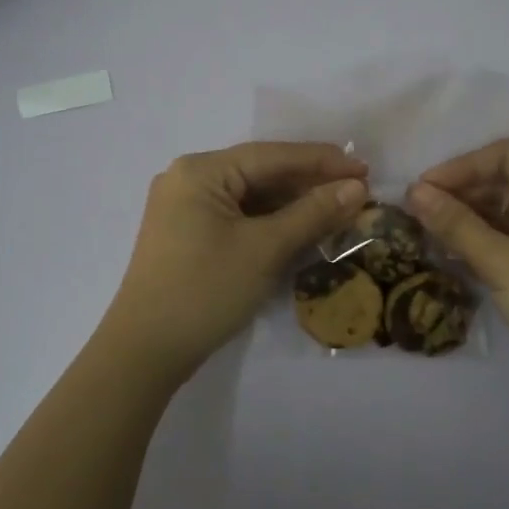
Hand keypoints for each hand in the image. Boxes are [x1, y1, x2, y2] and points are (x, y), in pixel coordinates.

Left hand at [101, 141, 367, 380]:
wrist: (145, 352)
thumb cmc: (205, 291)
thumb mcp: (265, 249)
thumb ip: (312, 213)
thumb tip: (357, 188)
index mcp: (200, 171)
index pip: (271, 156)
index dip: (321, 161)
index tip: (364, 168)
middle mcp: (189, 179)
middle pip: (260, 173)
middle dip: (309, 183)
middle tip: (357, 190)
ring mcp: (185, 208)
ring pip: (251, 197)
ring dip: (293, 204)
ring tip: (338, 209)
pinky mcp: (188, 235)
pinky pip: (238, 217)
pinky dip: (271, 222)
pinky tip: (303, 228)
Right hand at [408, 140, 508, 406]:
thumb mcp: (503, 264)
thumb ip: (457, 224)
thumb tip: (415, 191)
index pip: (507, 156)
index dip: (462, 166)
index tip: (423, 189)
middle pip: (508, 182)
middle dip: (462, 193)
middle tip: (418, 214)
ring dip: (470, 220)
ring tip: (429, 235)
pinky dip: (485, 243)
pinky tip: (454, 256)